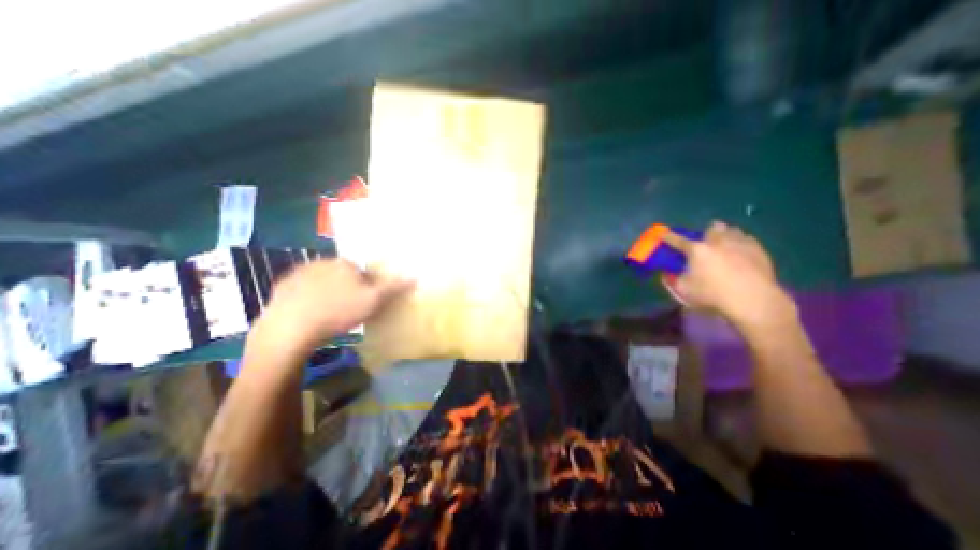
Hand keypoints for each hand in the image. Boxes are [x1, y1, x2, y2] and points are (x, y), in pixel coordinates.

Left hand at [253, 261, 409, 353]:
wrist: (290, 329)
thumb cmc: (338, 312)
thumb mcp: (373, 301)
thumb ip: (394, 287)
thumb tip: (415, 275)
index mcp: (343, 263)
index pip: (361, 271)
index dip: (366, 287)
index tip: (364, 303)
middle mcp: (320, 262)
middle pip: (341, 274)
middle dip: (346, 288)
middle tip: (347, 310)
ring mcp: (298, 274)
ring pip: (321, 282)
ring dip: (327, 293)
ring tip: (328, 315)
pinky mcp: (281, 287)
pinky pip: (301, 290)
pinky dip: (307, 299)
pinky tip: (310, 315)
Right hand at [658, 219, 795, 331]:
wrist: (752, 300)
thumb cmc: (712, 294)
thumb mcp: (683, 290)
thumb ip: (672, 280)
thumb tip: (666, 274)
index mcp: (696, 250)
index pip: (677, 240)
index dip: (668, 237)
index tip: (663, 234)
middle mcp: (717, 241)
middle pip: (712, 227)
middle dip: (707, 233)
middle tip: (705, 244)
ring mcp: (740, 243)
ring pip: (732, 230)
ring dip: (725, 236)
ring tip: (724, 247)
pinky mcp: (759, 250)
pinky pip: (748, 240)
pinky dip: (741, 244)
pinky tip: (741, 254)